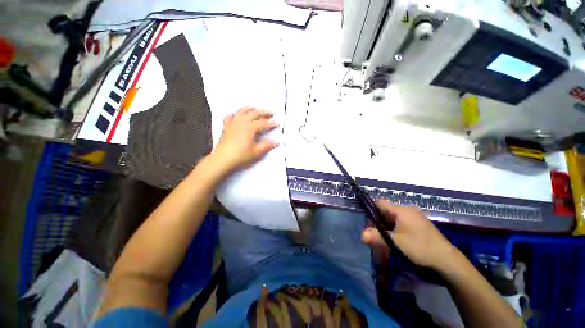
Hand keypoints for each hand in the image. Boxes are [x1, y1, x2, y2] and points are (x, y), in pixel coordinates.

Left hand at [212, 107, 278, 172]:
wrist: (223, 158)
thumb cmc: (241, 155)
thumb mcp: (256, 152)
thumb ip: (267, 145)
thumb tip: (277, 142)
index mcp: (250, 127)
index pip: (264, 123)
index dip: (271, 123)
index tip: (278, 123)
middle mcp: (242, 121)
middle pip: (254, 113)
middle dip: (264, 112)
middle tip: (271, 113)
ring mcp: (233, 122)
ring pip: (242, 111)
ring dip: (250, 109)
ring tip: (255, 108)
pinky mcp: (226, 126)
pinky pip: (230, 116)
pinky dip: (234, 114)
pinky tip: (236, 115)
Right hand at [362, 200, 455, 270]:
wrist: (447, 260)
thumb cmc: (420, 247)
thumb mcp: (396, 242)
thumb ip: (377, 237)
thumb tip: (362, 235)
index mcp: (401, 210)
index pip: (379, 202)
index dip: (371, 209)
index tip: (367, 222)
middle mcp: (407, 210)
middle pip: (385, 211)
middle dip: (377, 221)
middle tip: (374, 234)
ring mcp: (414, 218)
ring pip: (392, 218)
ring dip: (386, 227)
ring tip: (383, 239)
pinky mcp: (418, 226)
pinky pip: (400, 224)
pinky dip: (394, 230)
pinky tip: (395, 240)